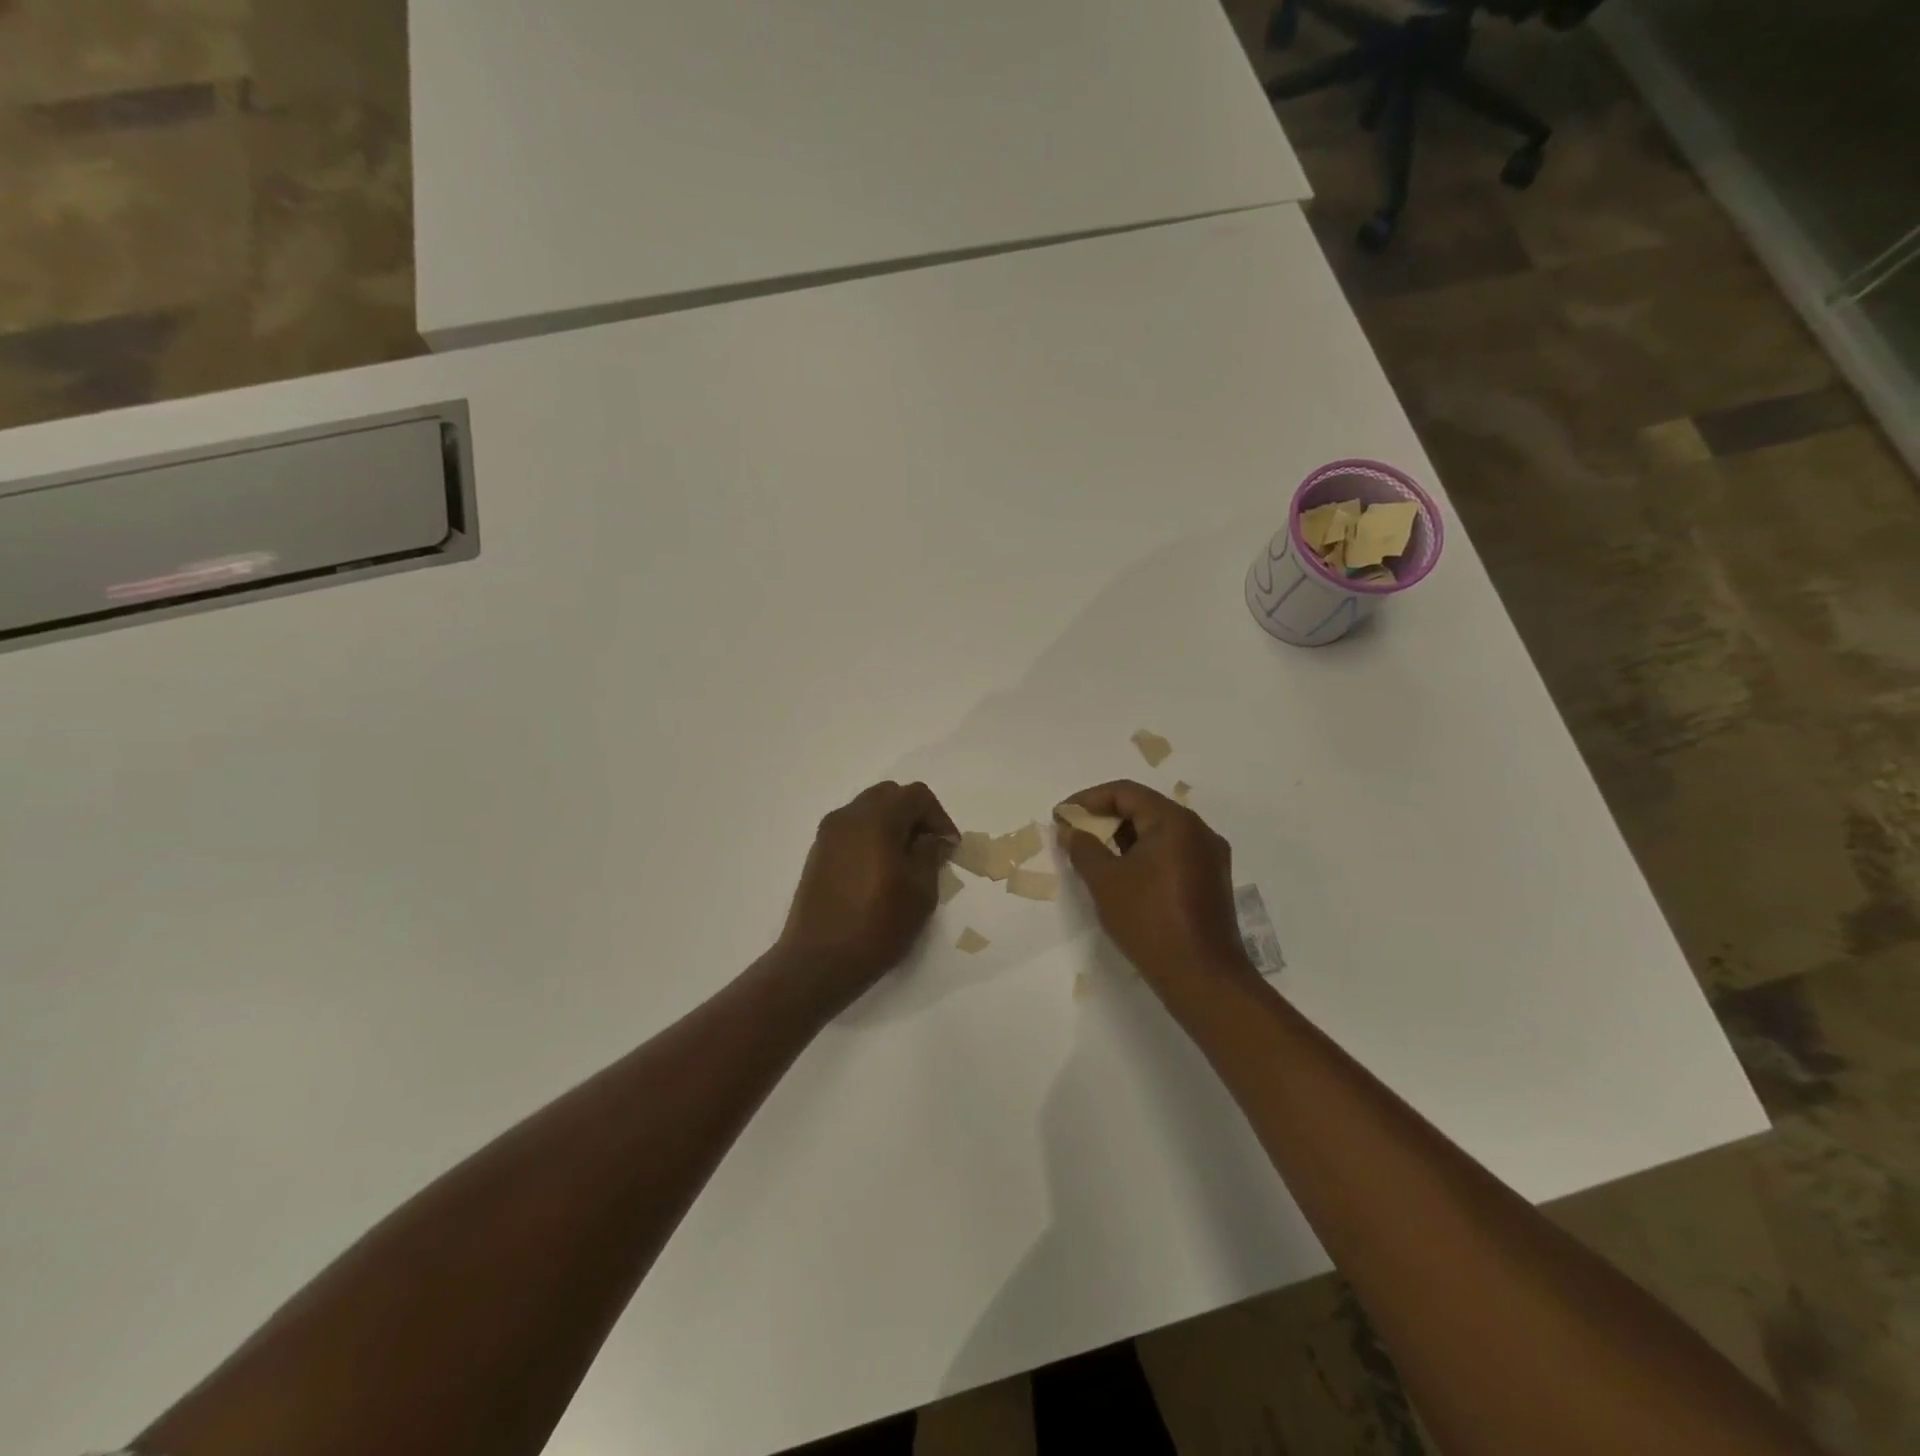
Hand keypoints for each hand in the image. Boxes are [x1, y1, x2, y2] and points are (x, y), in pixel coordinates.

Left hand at [776, 781, 958, 1015]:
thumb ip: (929, 854)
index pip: (916, 795)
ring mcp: (828, 834)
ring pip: (868, 810)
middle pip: (889, 795)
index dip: (939, 817)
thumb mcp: (920, 891)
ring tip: (905, 861)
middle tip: (929, 848)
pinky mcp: (818, 853)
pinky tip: (880, 870)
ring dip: (891, 825)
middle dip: (914, 815)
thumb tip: (932, 838)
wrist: (819, 961)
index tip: (948, 847)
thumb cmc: (877, 925)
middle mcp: (848, 816)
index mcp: (876, 819)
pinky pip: (851, 830)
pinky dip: (871, 837)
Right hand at [1057, 780, 1256, 999]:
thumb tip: (1070, 829)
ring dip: (1124, 837)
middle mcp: (1198, 830)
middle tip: (1074, 833)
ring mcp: (1209, 856)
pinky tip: (1122, 874)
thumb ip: (1083, 848)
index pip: (1126, 793)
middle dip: (1105, 817)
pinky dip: (1144, 855)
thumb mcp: (1105, 882)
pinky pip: (1172, 852)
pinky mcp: (1211, 880)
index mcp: (1175, 822)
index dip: (1089, 799)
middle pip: (1145, 808)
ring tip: (1093, 854)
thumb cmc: (1149, 921)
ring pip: (1159, 831)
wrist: (1202, 977)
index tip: (1062, 815)